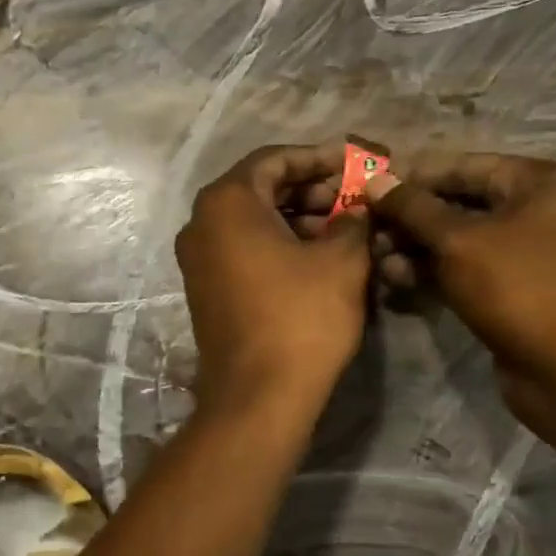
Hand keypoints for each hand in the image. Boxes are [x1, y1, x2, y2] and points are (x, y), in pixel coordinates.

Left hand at [175, 144, 371, 414]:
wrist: (257, 396)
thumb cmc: (301, 318)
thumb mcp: (342, 260)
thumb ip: (353, 220)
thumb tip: (357, 209)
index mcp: (226, 202)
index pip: (275, 159)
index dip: (320, 158)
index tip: (356, 165)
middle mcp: (200, 224)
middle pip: (261, 189)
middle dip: (311, 191)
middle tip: (354, 201)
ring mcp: (197, 260)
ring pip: (253, 222)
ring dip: (299, 220)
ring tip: (345, 231)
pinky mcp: (205, 290)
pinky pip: (244, 251)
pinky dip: (279, 246)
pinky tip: (318, 259)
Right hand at [367, 151, 555, 380]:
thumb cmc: (518, 287)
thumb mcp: (458, 241)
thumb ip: (413, 208)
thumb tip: (374, 180)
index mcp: (539, 182)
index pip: (462, 166)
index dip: (413, 176)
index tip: (367, 188)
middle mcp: (536, 209)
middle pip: (458, 203)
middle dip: (410, 218)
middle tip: (366, 229)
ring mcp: (525, 252)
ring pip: (457, 240)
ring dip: (414, 248)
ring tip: (376, 260)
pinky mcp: (511, 288)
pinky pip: (464, 269)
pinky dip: (432, 272)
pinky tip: (396, 280)